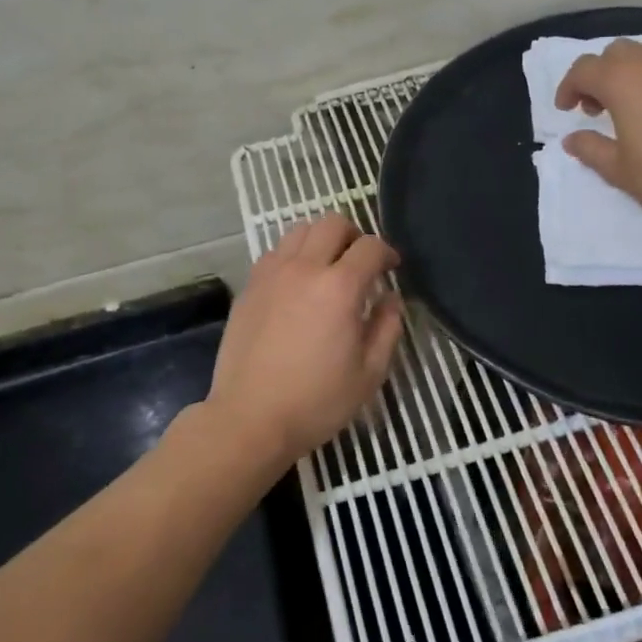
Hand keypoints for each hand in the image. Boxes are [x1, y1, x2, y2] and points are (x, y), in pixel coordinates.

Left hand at [206, 215, 405, 466]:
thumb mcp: (369, 373)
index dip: (387, 253)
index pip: (370, 247)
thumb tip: (390, 298)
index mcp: (340, 288)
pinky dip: (293, 255)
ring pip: (300, 230)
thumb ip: (387, 328)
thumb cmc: (317, 401)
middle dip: (354, 235)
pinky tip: (298, 284)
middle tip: (361, 262)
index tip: (392, 268)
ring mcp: (271, 274)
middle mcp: (304, 269)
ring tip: (328, 267)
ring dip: (321, 240)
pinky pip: (276, 253)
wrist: (250, 418)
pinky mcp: (249, 287)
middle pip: (332, 223)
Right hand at [556, 39, 641, 235]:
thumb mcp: (621, 172)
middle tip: (601, 108)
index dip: (569, 87)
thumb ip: (591, 149)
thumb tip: (572, 139)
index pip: (583, 69)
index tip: (567, 110)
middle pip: (619, 52)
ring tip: (641, 105)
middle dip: (603, 75)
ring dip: (639, 73)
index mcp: (623, 81)